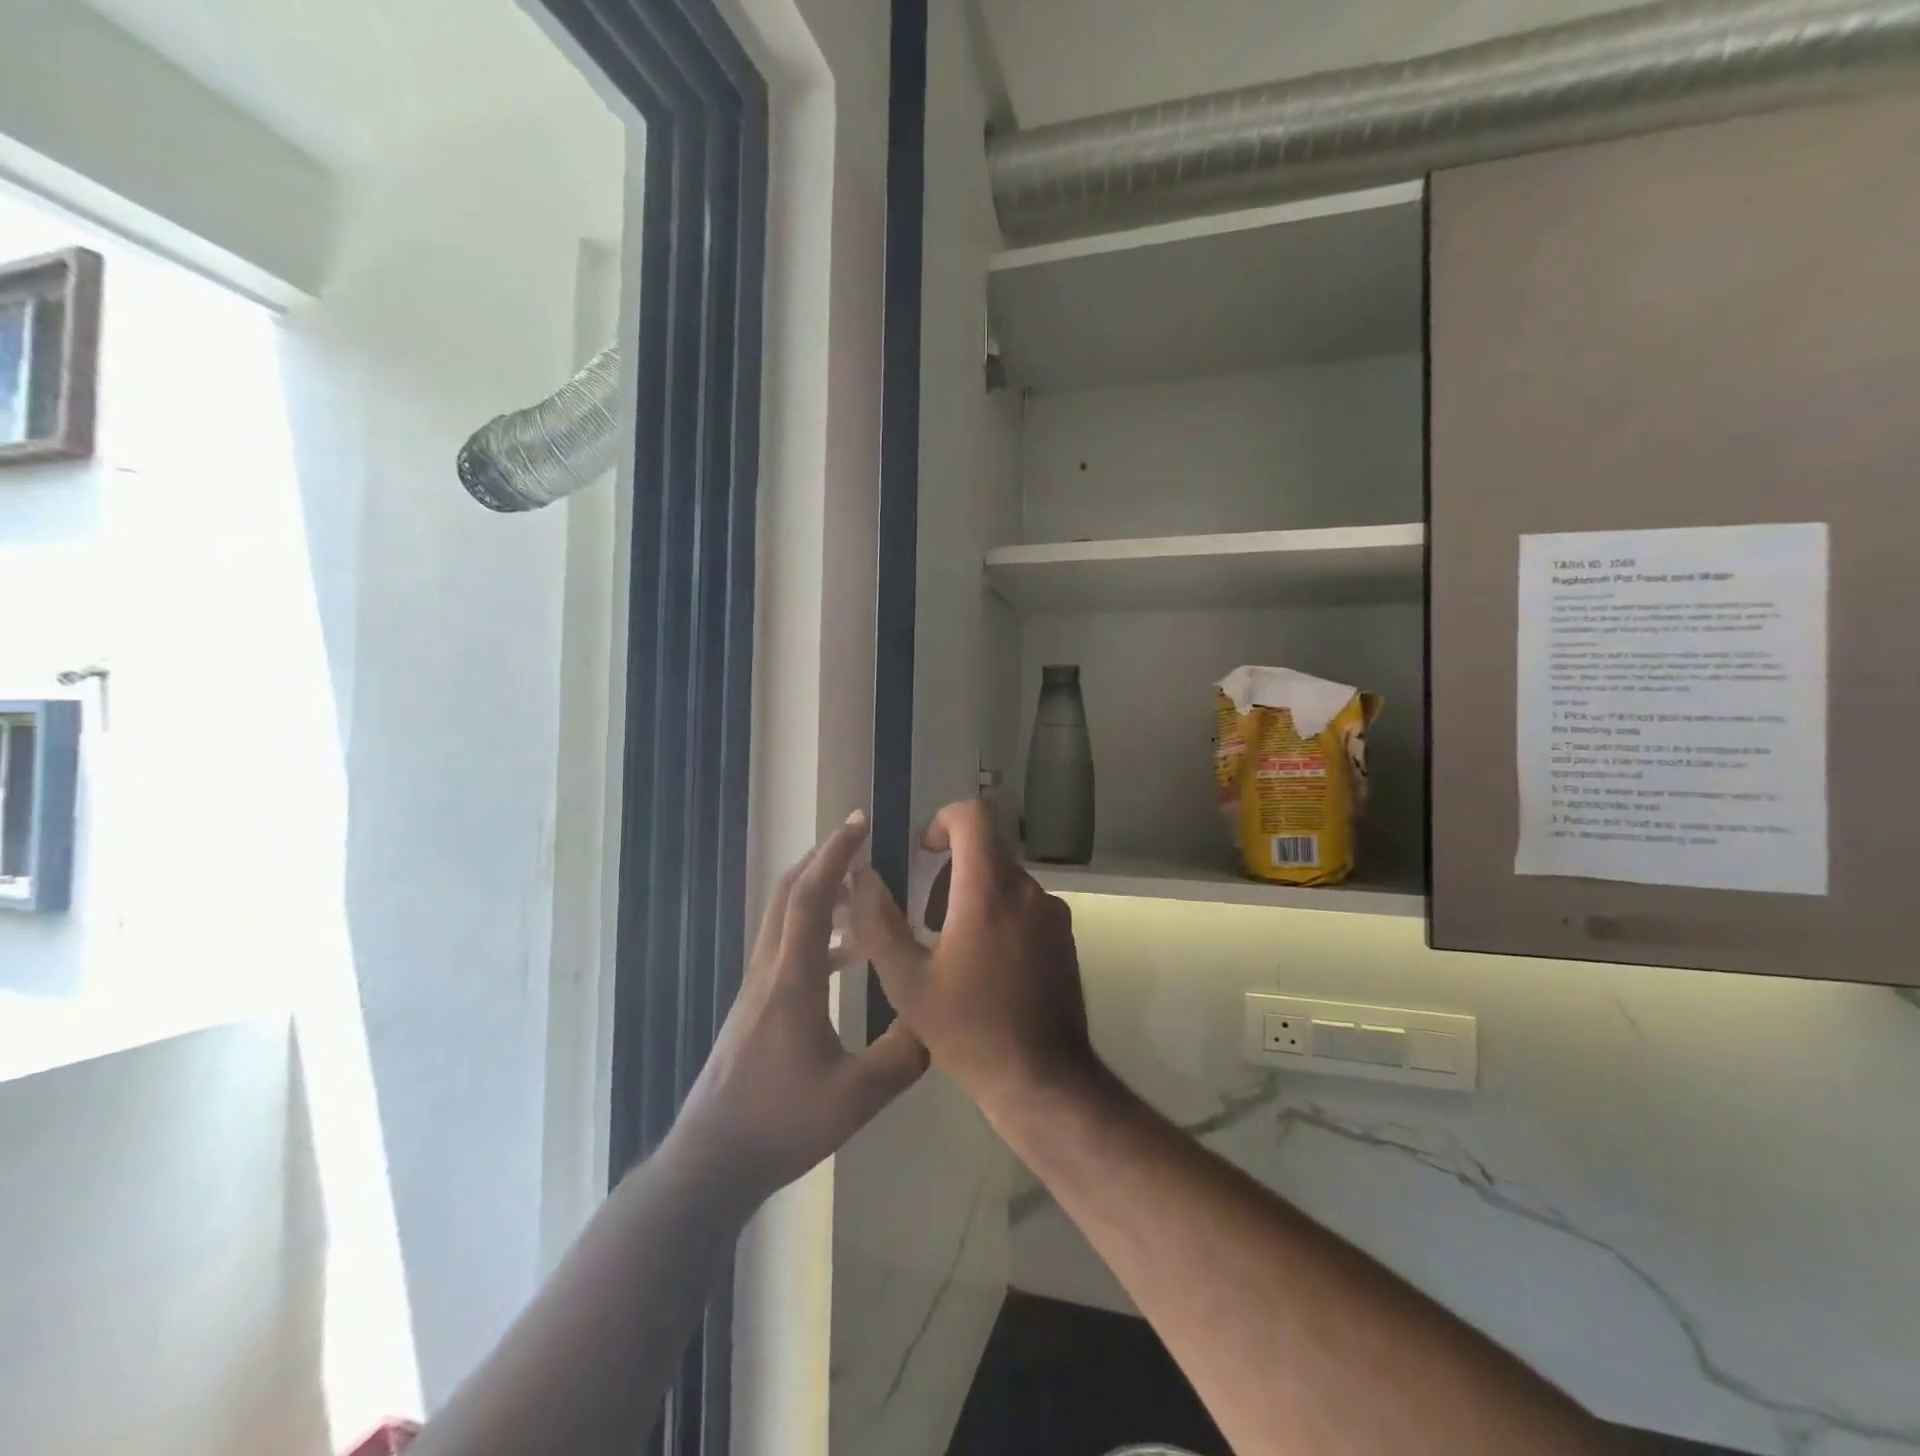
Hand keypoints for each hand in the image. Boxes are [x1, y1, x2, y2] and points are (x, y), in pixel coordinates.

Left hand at [674, 812, 928, 1204]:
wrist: (712, 1162)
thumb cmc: (781, 1124)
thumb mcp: (857, 1096)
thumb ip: (903, 1054)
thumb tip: (937, 1018)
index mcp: (792, 980)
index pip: (810, 898)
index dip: (834, 855)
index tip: (858, 823)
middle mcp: (769, 971)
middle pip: (788, 894)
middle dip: (822, 860)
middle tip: (860, 844)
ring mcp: (757, 988)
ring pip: (783, 918)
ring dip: (818, 893)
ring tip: (861, 893)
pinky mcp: (755, 1007)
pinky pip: (786, 947)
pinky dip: (816, 931)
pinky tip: (846, 955)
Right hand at [849, 800, 1097, 1120]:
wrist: (1042, 1079)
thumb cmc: (969, 1030)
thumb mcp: (907, 982)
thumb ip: (878, 922)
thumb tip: (863, 878)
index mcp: (989, 891)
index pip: (974, 815)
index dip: (943, 821)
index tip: (924, 853)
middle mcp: (1027, 890)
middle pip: (987, 847)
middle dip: (952, 869)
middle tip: (928, 919)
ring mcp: (1052, 913)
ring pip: (1005, 877)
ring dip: (973, 894)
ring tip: (951, 948)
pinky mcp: (1064, 936)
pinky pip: (1025, 903)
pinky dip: (999, 913)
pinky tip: (984, 965)